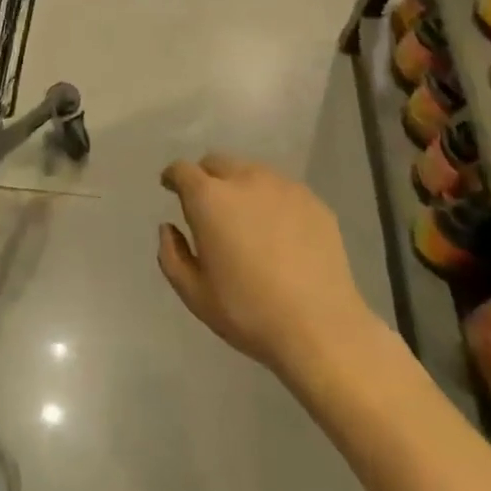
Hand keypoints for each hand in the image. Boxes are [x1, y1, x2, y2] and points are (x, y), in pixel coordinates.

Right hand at [158, 154, 376, 380]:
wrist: (321, 328)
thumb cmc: (248, 311)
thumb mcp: (194, 293)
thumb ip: (172, 254)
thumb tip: (169, 227)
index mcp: (210, 199)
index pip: (182, 170)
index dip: (173, 177)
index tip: (170, 187)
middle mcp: (245, 180)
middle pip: (217, 162)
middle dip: (205, 177)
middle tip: (207, 207)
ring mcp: (283, 187)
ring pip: (251, 172)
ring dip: (239, 185)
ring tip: (245, 218)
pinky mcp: (313, 201)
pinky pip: (282, 189)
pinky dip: (271, 200)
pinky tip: (279, 232)